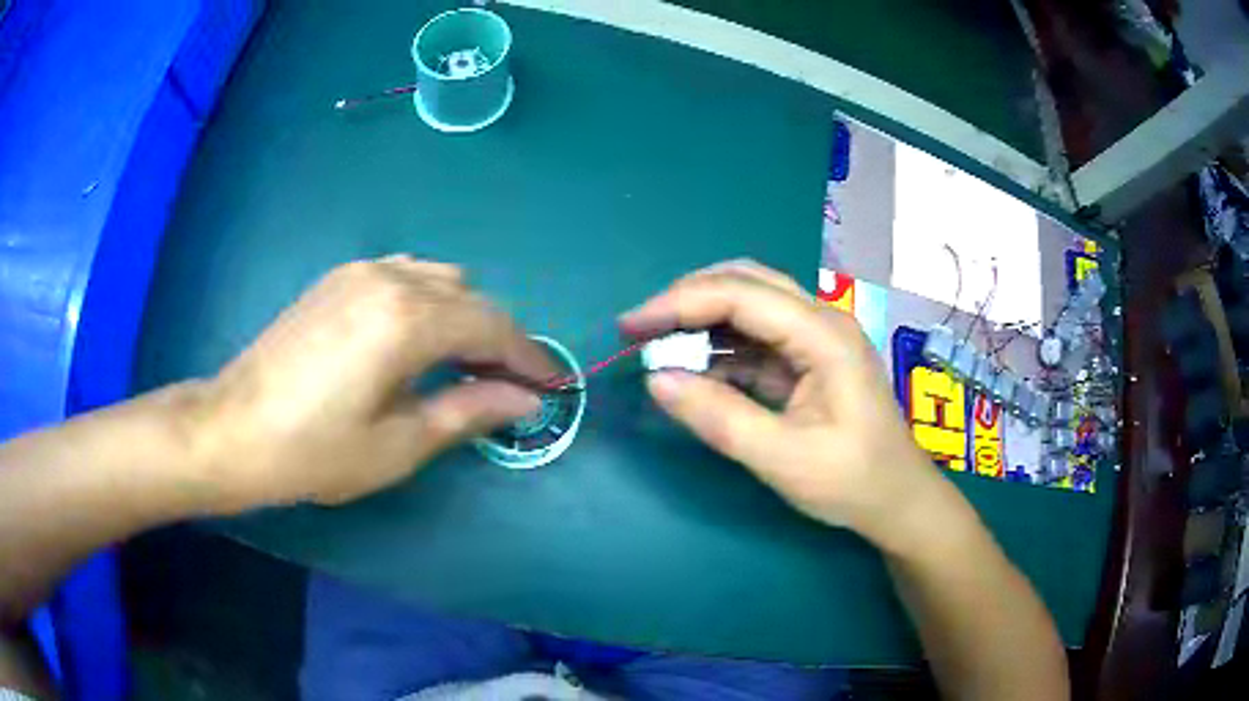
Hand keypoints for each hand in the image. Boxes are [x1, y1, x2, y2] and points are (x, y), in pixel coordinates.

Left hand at [191, 256, 556, 509]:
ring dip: (466, 316)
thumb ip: (468, 412)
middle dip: (500, 339)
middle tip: (508, 386)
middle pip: (472, 297)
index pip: (493, 327)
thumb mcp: (398, 446)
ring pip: (441, 278)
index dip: (530, 358)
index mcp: (407, 320)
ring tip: (465, 364)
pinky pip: (406, 273)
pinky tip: (418, 337)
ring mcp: (361, 271)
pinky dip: (431, 300)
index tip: (552, 387)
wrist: (233, 427)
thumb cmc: (314, 451)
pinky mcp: (339, 278)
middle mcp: (390, 278)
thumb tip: (525, 400)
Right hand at [620, 260, 947, 546]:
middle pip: (745, 281)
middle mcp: (821, 320)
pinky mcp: (808, 358)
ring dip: (701, 319)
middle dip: (687, 298)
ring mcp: (816, 337)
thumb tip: (657, 380)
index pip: (740, 294)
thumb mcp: (783, 459)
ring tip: (658, 347)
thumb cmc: (851, 481)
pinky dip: (719, 347)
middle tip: (640, 328)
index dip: (679, 303)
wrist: (897, 500)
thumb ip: (720, 418)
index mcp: (823, 335)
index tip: (631, 327)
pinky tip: (695, 369)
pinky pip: (755, 337)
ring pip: (749, 303)